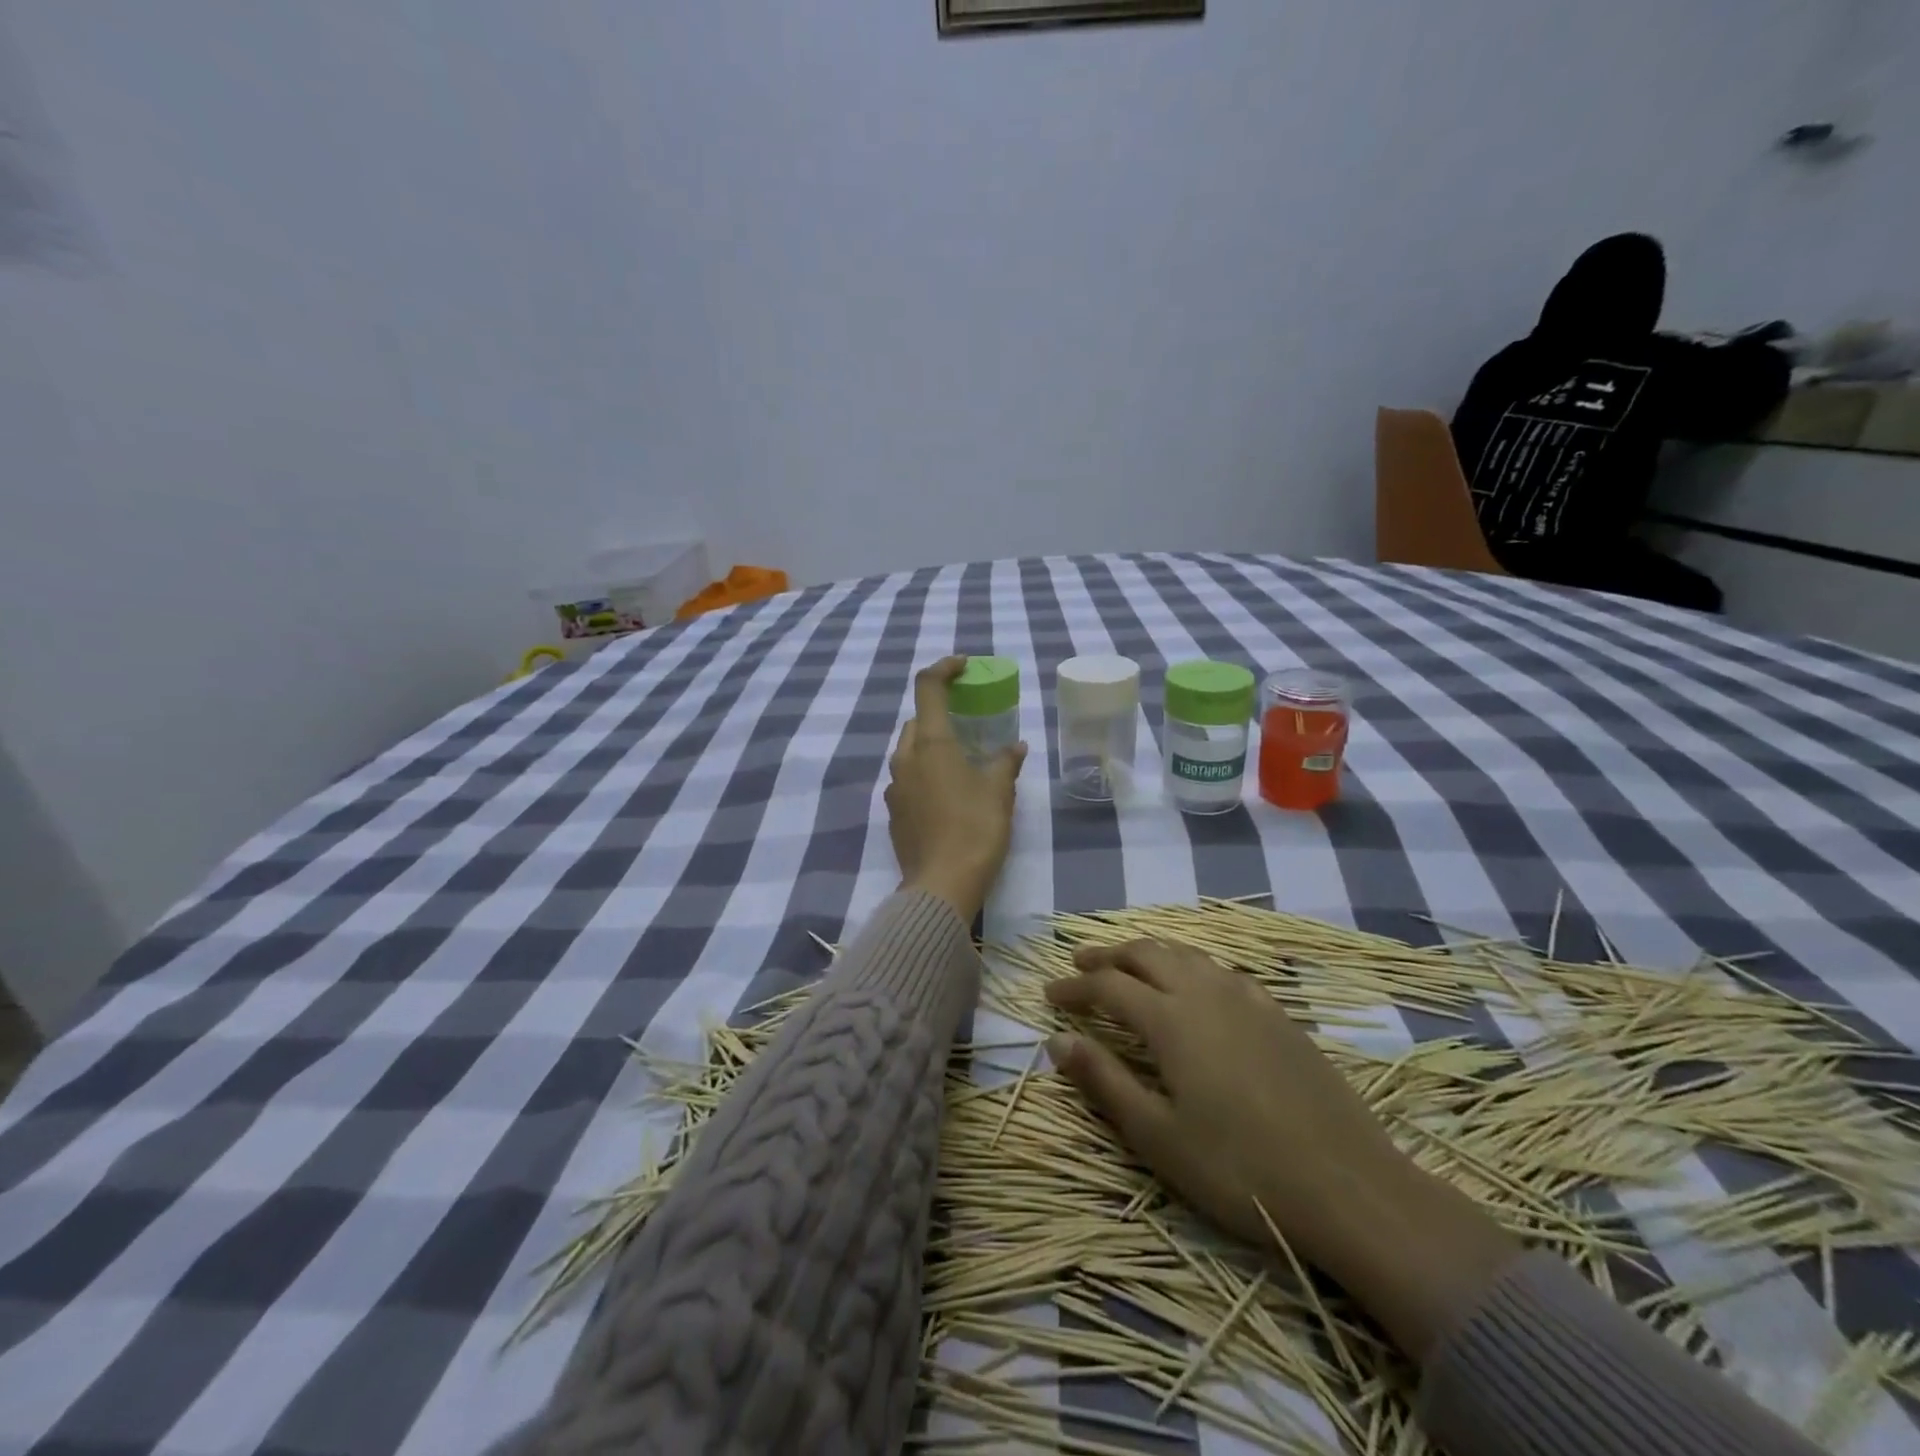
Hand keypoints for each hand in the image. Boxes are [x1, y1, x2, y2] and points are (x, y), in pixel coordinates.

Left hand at [885, 658, 1026, 921]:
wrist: (941, 886)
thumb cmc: (975, 829)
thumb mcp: (999, 792)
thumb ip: (1005, 762)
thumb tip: (1015, 747)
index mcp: (931, 744)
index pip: (927, 687)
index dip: (944, 669)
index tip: (963, 666)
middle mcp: (905, 759)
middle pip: (916, 721)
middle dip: (939, 712)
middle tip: (968, 721)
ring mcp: (894, 787)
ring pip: (909, 751)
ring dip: (931, 745)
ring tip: (961, 759)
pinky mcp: (893, 812)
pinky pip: (907, 779)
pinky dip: (925, 772)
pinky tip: (948, 793)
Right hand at [1044, 938, 1519, 1359]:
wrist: (1350, 1187)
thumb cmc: (1240, 1169)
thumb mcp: (1158, 1136)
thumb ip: (1105, 1081)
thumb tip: (1057, 1042)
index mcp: (1171, 1019)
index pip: (1108, 986)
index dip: (1074, 988)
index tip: (1049, 996)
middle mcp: (1205, 992)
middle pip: (1146, 954)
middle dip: (1107, 955)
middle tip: (1079, 964)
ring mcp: (1247, 998)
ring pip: (1186, 954)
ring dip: (1148, 952)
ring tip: (1127, 963)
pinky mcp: (1278, 1013)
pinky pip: (1220, 969)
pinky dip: (1189, 965)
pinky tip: (1193, 984)